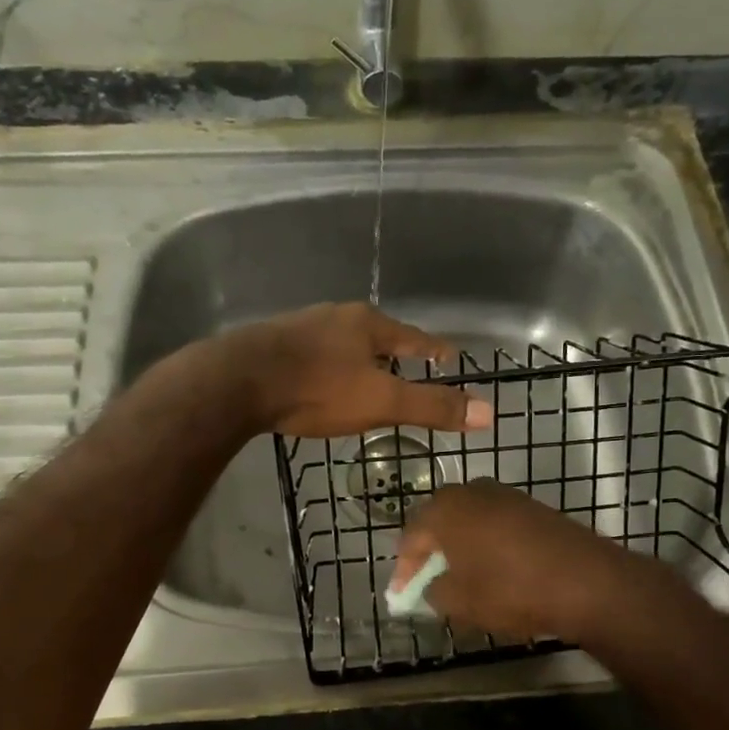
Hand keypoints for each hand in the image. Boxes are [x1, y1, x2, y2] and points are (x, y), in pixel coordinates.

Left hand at [230, 303, 492, 437]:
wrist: (238, 381)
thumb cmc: (318, 389)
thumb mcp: (382, 402)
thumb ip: (432, 407)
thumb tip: (489, 412)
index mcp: (367, 324)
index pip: (413, 336)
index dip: (432, 348)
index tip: (449, 354)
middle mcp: (335, 317)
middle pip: (374, 334)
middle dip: (391, 350)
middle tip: (404, 366)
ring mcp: (300, 327)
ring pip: (339, 342)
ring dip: (355, 357)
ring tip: (363, 375)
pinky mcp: (271, 343)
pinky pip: (310, 353)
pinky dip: (324, 365)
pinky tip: (317, 379)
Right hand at [390, 480, 634, 642]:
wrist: (587, 582)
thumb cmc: (510, 589)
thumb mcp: (459, 602)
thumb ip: (433, 592)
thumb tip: (432, 586)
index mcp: (446, 508)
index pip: (411, 536)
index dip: (404, 569)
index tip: (402, 595)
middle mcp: (472, 491)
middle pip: (439, 521)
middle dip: (431, 552)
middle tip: (427, 581)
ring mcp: (507, 496)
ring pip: (470, 521)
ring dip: (460, 546)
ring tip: (461, 578)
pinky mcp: (534, 507)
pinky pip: (497, 524)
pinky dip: (488, 544)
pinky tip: (494, 570)